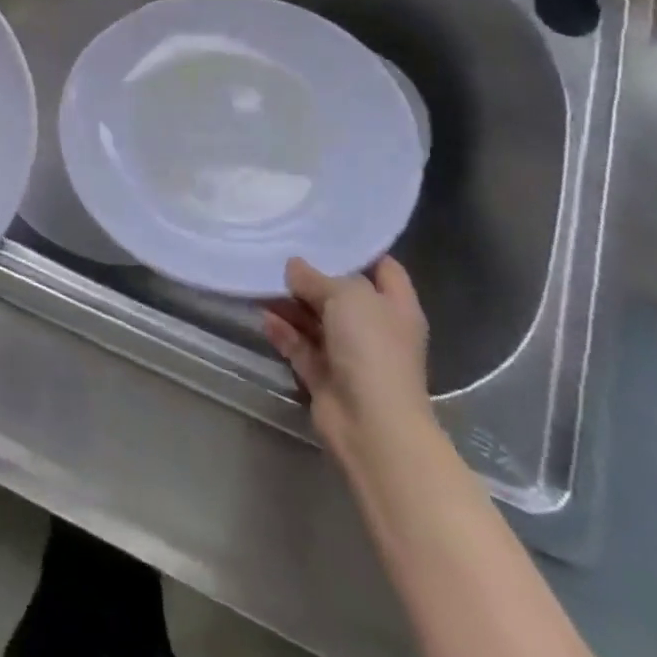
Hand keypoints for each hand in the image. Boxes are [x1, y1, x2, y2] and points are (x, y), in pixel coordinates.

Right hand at [261, 256, 431, 467]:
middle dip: (312, 276)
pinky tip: (262, 316)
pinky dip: (283, 332)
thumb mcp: (346, 296)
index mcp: (396, 307)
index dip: (358, 250)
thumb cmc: (372, 350)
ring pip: (316, 320)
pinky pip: (300, 346)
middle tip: (279, 252)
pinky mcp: (325, 376)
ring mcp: (350, 355)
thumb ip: (316, 277)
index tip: (324, 230)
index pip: (383, 268)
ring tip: (260, 281)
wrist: (372, 426)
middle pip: (342, 294)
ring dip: (290, 304)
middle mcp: (375, 328)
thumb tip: (294, 267)